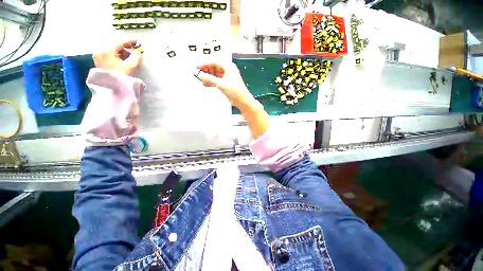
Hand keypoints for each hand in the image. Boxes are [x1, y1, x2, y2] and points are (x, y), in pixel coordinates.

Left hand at [93, 40, 141, 75]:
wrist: (111, 88)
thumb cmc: (121, 76)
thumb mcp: (131, 66)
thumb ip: (136, 57)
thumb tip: (138, 52)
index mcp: (107, 50)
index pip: (120, 42)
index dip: (130, 41)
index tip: (137, 41)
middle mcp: (100, 50)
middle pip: (115, 46)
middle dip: (126, 49)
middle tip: (135, 52)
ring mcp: (98, 56)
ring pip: (112, 50)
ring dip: (122, 53)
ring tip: (130, 58)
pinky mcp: (98, 61)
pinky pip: (109, 55)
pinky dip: (117, 56)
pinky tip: (123, 61)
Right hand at [196, 62, 254, 107]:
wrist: (242, 101)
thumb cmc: (235, 91)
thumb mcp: (221, 84)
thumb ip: (209, 79)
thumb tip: (200, 75)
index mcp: (228, 66)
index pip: (214, 61)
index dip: (205, 63)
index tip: (197, 67)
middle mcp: (228, 70)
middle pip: (214, 67)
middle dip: (206, 70)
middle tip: (197, 73)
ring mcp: (227, 77)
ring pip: (215, 74)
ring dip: (208, 76)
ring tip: (200, 79)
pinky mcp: (226, 83)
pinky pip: (217, 80)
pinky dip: (211, 82)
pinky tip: (205, 84)